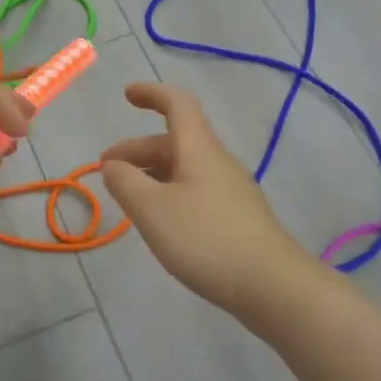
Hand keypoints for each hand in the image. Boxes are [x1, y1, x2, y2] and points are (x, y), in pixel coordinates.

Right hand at [99, 83, 309, 317]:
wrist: (273, 286)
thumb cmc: (207, 239)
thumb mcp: (153, 210)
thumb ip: (125, 183)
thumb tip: (113, 165)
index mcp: (199, 149)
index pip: (177, 104)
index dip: (151, 94)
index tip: (126, 95)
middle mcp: (217, 162)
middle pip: (174, 141)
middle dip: (137, 150)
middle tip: (107, 172)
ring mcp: (231, 191)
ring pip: (184, 169)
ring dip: (152, 174)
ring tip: (128, 199)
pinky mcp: (237, 218)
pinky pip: (195, 191)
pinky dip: (169, 194)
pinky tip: (160, 222)